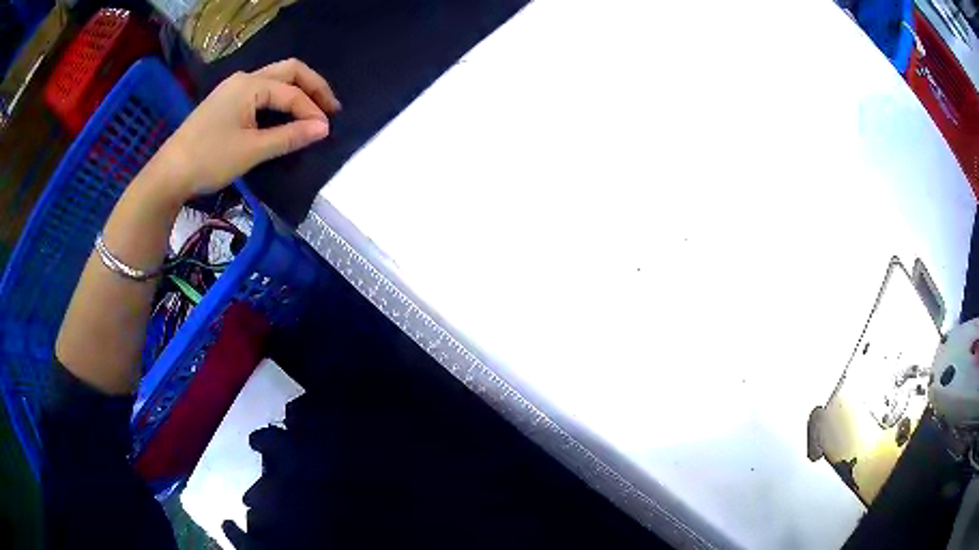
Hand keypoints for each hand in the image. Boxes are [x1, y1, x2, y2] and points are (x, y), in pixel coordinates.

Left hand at [153, 58, 340, 201]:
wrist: (169, 174)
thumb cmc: (209, 159)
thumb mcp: (251, 150)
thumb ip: (289, 137)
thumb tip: (323, 129)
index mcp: (250, 85)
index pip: (291, 92)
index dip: (311, 111)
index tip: (326, 132)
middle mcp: (244, 79)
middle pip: (288, 71)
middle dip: (312, 87)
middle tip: (330, 108)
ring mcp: (232, 89)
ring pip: (274, 80)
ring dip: (296, 91)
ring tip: (312, 111)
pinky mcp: (225, 102)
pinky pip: (261, 92)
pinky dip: (279, 99)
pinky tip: (284, 114)